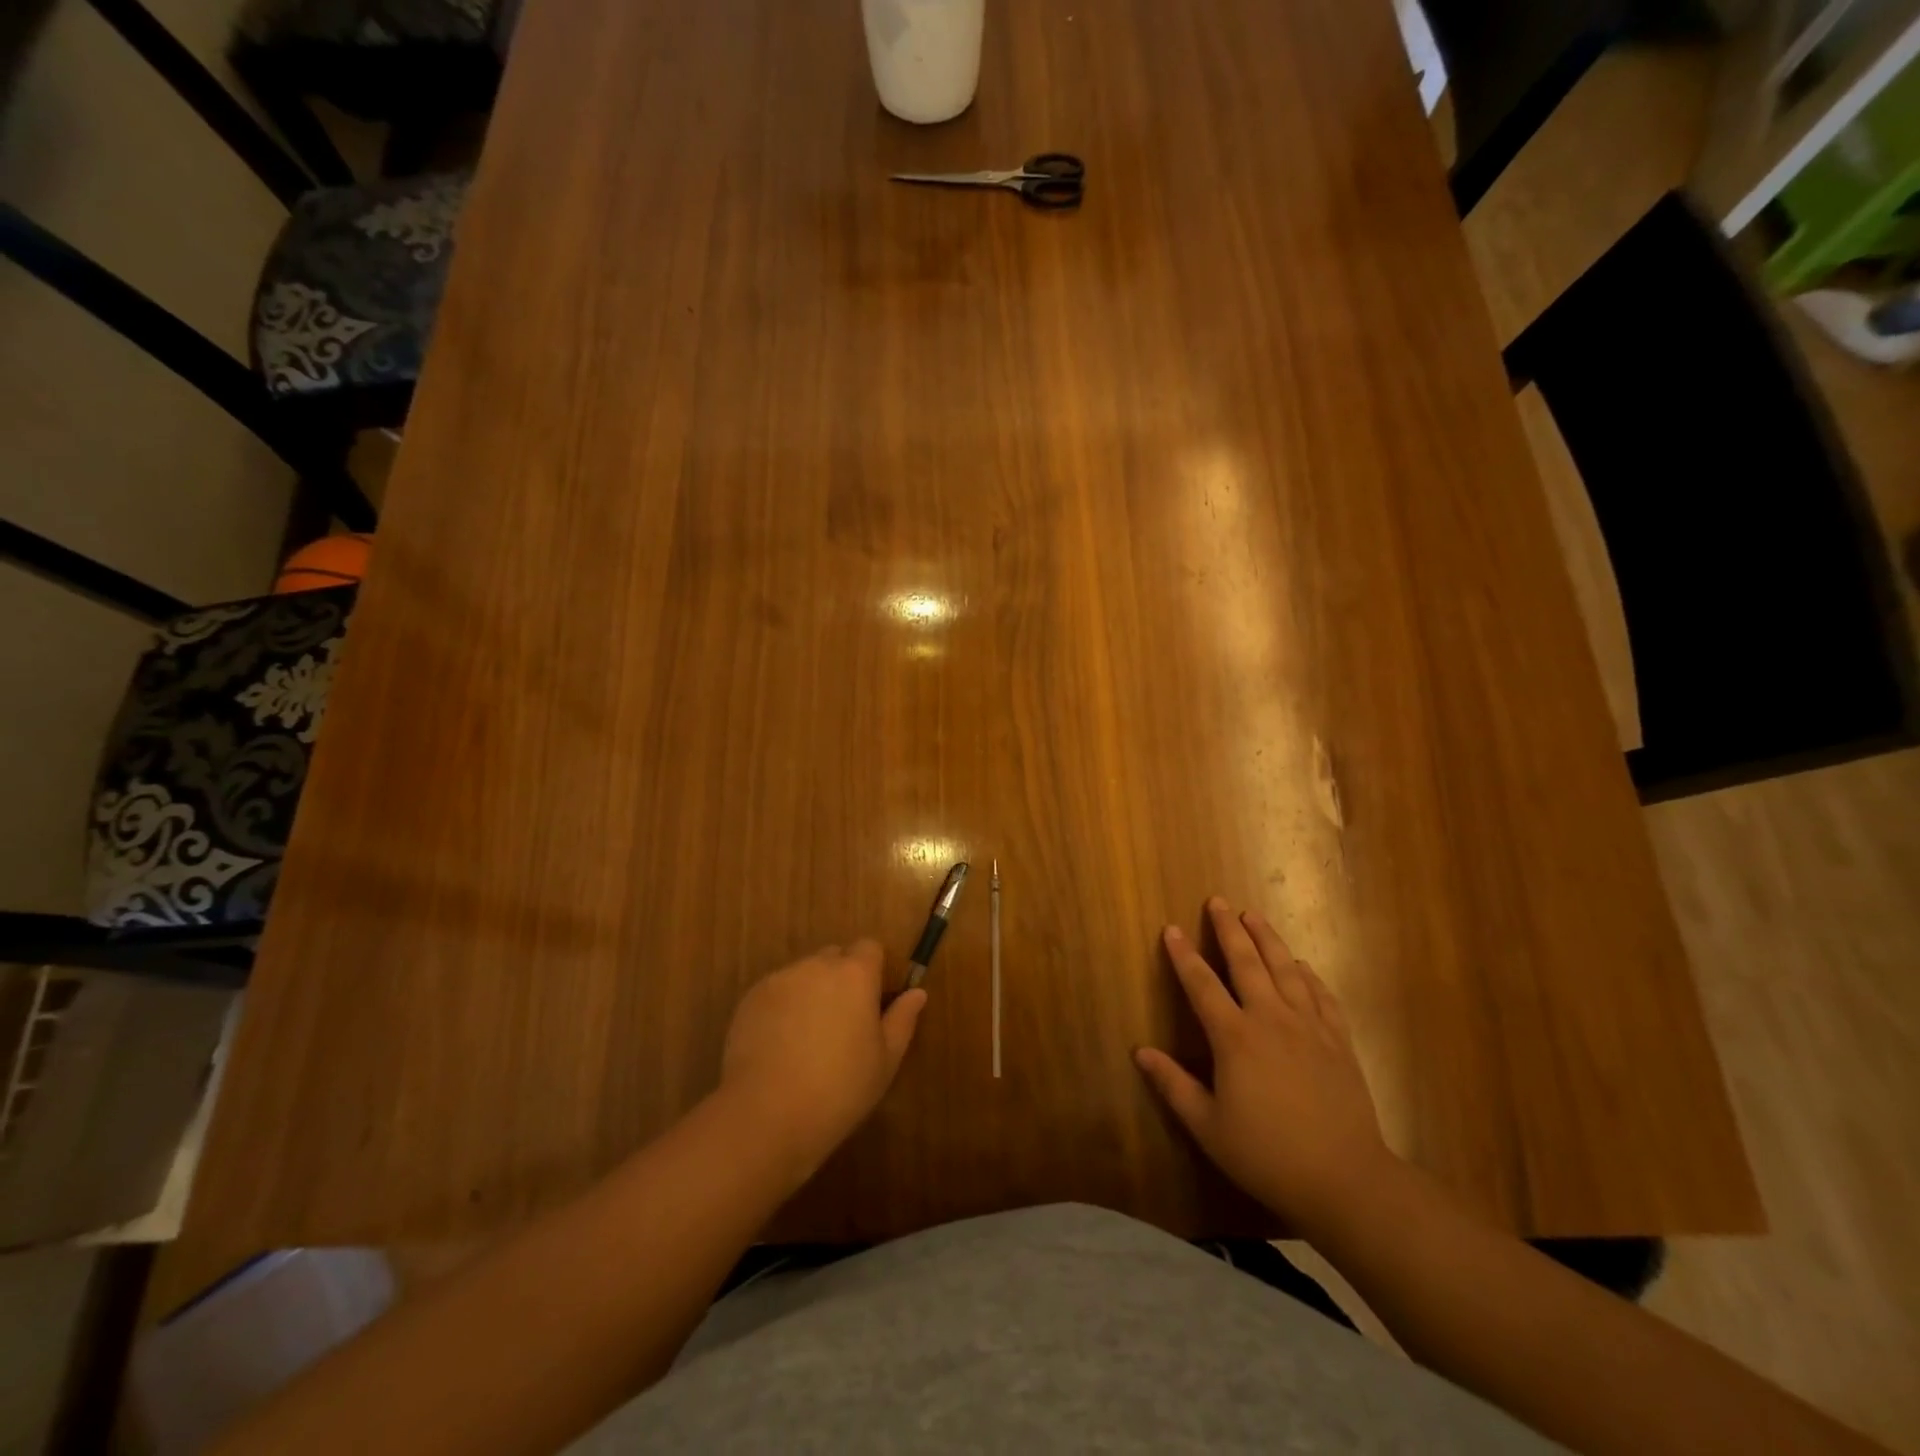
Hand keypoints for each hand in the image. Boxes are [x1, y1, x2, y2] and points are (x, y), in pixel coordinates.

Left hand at [718, 940, 927, 1173]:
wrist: (766, 1114)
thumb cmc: (839, 1089)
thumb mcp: (885, 1061)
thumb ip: (902, 1019)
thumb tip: (917, 993)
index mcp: (855, 974)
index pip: (870, 947)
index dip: (873, 970)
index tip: (872, 1002)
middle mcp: (817, 965)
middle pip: (835, 957)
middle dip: (841, 979)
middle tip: (843, 1022)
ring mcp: (780, 979)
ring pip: (804, 974)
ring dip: (811, 992)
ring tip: (807, 1038)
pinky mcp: (751, 998)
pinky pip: (776, 991)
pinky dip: (782, 1007)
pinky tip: (780, 1045)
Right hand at [1135, 897, 1395, 1236]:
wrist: (1346, 1180)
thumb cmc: (1267, 1155)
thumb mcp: (1208, 1126)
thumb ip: (1172, 1085)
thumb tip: (1140, 1052)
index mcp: (1235, 1038)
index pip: (1202, 985)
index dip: (1184, 955)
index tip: (1172, 928)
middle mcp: (1271, 1019)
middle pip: (1247, 963)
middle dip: (1229, 930)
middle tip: (1218, 901)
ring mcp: (1310, 1027)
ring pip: (1286, 969)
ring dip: (1268, 939)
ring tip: (1254, 916)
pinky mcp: (1339, 1042)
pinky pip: (1322, 996)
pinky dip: (1308, 975)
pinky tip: (1301, 965)